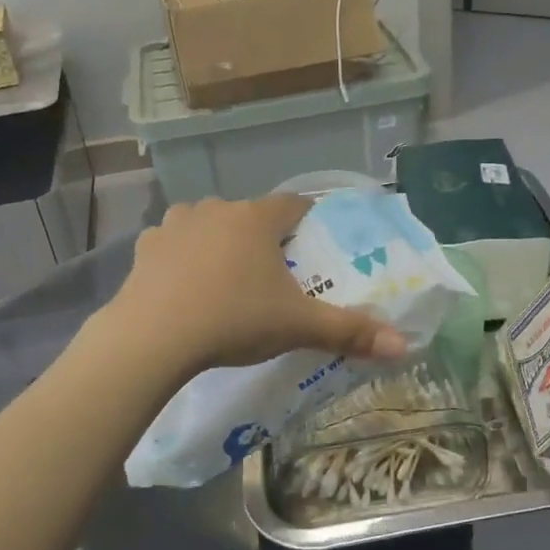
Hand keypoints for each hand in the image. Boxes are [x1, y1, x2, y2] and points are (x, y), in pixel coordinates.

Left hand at [115, 196, 408, 372]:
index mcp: (257, 219)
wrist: (154, 336)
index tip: (312, 239)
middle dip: (262, 237)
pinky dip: (181, 257)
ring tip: (226, 277)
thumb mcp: (297, 327)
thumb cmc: (234, 319)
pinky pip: (172, 243)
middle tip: (271, 273)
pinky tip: (184, 285)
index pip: (293, 204)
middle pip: (249, 215)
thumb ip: (350, 332)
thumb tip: (404, 345)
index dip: (306, 218)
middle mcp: (217, 209)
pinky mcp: (145, 247)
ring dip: (219, 241)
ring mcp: (176, 224)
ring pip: (207, 223)